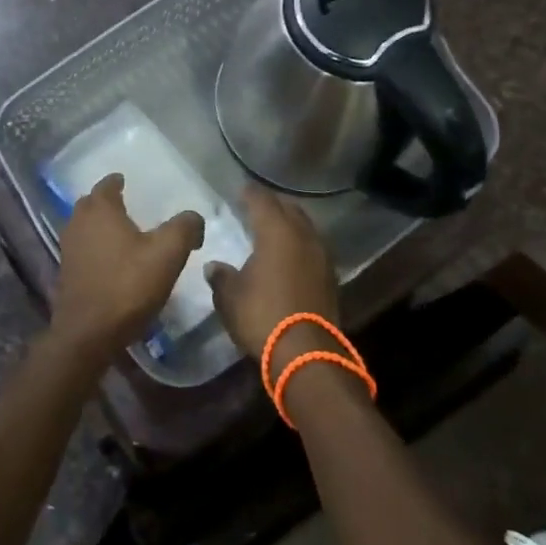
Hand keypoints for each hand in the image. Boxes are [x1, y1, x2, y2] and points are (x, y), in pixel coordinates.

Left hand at [50, 174, 202, 368]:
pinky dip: (95, 249)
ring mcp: (68, 250)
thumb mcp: (168, 254)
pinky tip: (111, 261)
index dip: (116, 181)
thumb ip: (184, 228)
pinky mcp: (66, 275)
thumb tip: (194, 217)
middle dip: (105, 202)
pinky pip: (83, 250)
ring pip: (84, 228)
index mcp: (100, 210)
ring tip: (121, 233)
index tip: (125, 180)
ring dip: (99, 227)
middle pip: (91, 204)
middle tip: (124, 205)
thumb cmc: (127, 285)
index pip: (106, 185)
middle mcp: (78, 223)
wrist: (88, 334)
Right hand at [205, 187, 341, 369]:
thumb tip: (214, 266)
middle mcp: (302, 235)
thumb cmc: (262, 316)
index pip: (261, 200)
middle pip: (289, 208)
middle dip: (272, 205)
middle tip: (256, 207)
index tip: (240, 190)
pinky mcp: (330, 277)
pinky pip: (313, 248)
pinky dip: (300, 245)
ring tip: (273, 229)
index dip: (249, 193)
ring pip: (305, 227)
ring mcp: (321, 255)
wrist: (307, 354)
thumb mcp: (230, 297)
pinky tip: (289, 255)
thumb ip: (221, 277)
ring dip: (289, 224)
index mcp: (276, 231)